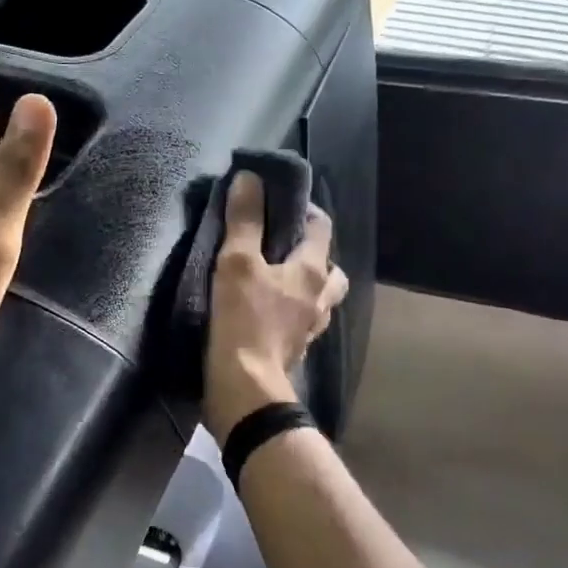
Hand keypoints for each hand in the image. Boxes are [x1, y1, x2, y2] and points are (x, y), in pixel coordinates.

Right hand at [202, 171, 349, 441]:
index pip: (321, 227)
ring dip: (305, 286)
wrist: (244, 388)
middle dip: (311, 253)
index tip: (278, 202)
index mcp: (313, 272)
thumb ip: (244, 220)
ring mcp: (310, 328)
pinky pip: (300, 322)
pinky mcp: (294, 351)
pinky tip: (267, 312)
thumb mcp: (237, 262)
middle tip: (280, 247)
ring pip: (319, 298)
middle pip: (330, 268)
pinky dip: (290, 312)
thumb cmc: (243, 321)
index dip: (304, 210)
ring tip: (274, 279)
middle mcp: (320, 298)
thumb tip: (249, 178)